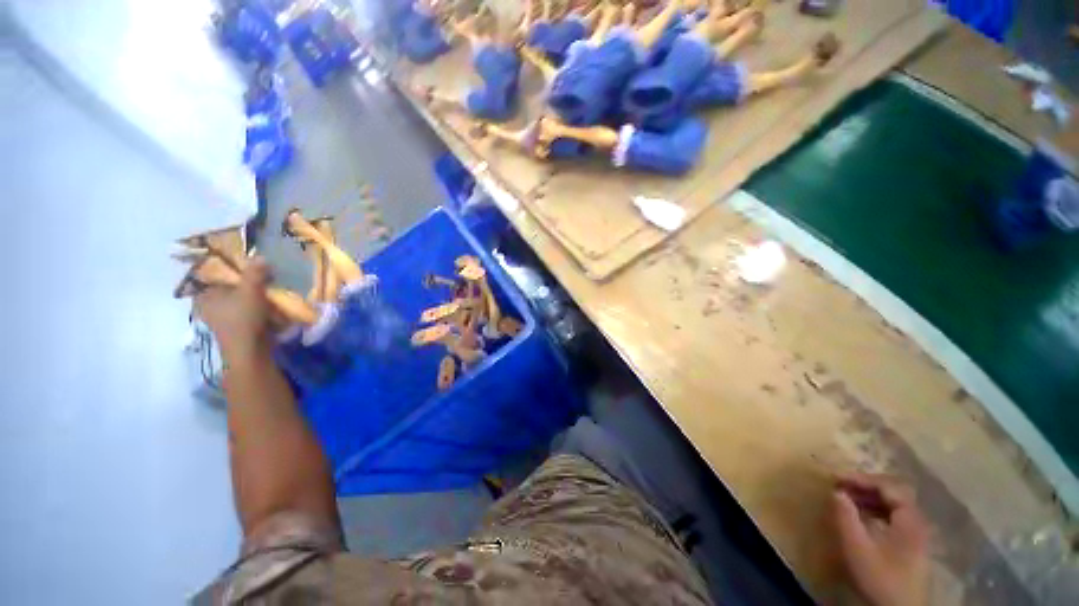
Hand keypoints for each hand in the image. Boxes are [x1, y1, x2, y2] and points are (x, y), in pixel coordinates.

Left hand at [195, 257, 272, 360]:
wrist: (250, 350)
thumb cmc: (243, 318)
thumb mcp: (251, 290)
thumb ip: (255, 273)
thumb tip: (260, 256)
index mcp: (204, 295)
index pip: (216, 276)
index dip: (233, 269)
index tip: (252, 267)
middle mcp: (209, 306)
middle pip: (230, 288)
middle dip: (248, 284)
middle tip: (266, 279)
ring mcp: (222, 318)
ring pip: (240, 300)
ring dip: (255, 296)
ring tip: (271, 293)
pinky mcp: (236, 328)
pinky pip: (247, 312)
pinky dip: (258, 308)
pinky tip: (270, 308)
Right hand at [833, 473, 930, 605]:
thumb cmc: (880, 577)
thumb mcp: (858, 548)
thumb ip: (846, 517)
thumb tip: (836, 492)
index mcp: (910, 520)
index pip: (888, 487)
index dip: (862, 479)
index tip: (837, 478)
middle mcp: (917, 522)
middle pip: (894, 494)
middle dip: (866, 486)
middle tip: (841, 486)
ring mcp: (917, 535)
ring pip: (894, 506)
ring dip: (870, 498)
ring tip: (848, 500)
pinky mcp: (912, 545)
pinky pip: (894, 517)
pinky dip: (877, 511)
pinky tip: (862, 517)